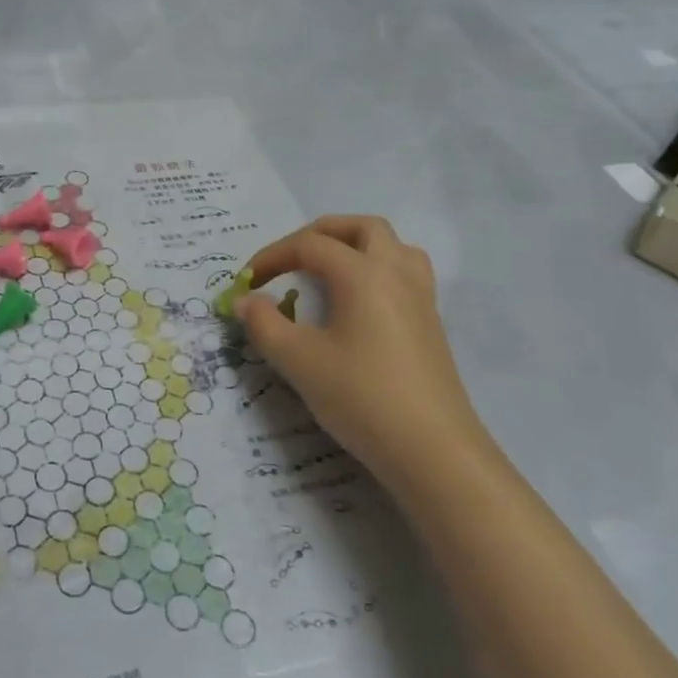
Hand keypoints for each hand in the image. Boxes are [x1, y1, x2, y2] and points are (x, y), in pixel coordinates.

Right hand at [239, 216, 480, 485]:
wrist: (432, 449)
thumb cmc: (361, 397)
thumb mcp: (299, 361)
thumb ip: (265, 324)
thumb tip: (245, 301)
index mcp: (362, 273)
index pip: (310, 245)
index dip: (273, 256)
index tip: (247, 282)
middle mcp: (396, 272)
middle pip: (361, 228)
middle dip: (320, 234)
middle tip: (291, 258)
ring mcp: (420, 296)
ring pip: (392, 245)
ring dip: (356, 245)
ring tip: (329, 271)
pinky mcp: (431, 322)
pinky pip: (405, 272)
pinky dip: (377, 269)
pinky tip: (359, 303)